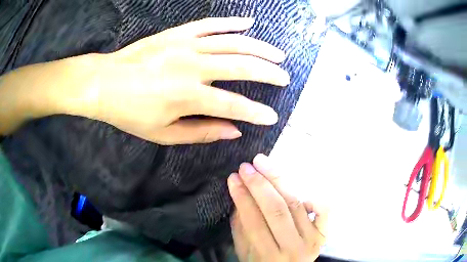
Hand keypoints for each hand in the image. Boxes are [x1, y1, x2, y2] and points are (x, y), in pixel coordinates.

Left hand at [89, 17, 288, 144]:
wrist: (104, 83)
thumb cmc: (129, 112)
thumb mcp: (163, 133)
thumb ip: (201, 131)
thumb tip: (232, 130)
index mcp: (188, 95)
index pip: (233, 105)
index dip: (256, 112)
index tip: (272, 117)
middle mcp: (192, 66)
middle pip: (242, 66)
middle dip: (268, 73)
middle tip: (284, 77)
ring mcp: (185, 45)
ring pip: (232, 42)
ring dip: (259, 47)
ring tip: (277, 54)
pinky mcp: (177, 33)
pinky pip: (210, 24)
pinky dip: (231, 23)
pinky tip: (249, 23)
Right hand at [228, 154, 327, 261]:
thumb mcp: (245, 252)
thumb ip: (241, 227)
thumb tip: (239, 195)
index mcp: (268, 256)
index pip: (253, 222)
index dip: (242, 197)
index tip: (233, 177)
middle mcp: (293, 247)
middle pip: (276, 210)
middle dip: (259, 185)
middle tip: (246, 166)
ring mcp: (312, 239)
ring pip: (296, 204)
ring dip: (278, 180)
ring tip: (263, 163)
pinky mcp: (324, 232)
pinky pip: (324, 210)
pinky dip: (314, 196)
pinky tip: (299, 185)